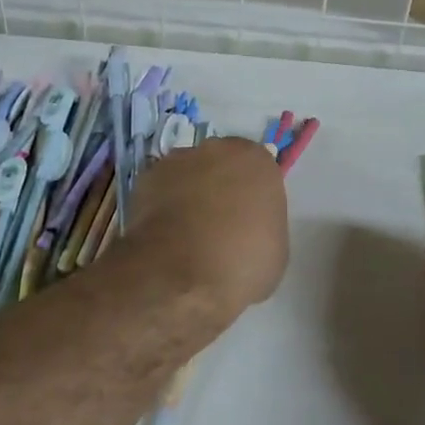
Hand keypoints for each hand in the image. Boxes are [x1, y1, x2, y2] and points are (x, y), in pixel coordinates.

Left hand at [122, 137, 289, 317]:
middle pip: (223, 165)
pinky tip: (166, 235)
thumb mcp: (276, 252)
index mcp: (258, 161)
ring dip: (191, 193)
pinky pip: (162, 189)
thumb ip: (266, 225)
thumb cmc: (240, 263)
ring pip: (190, 173)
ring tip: (188, 233)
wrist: (179, 275)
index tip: (249, 223)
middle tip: (220, 225)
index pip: (259, 173)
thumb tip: (249, 228)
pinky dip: (164, 205)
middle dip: (222, 187)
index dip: (253, 198)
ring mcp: (179, 160)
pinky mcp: (147, 177)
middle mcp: (219, 149)